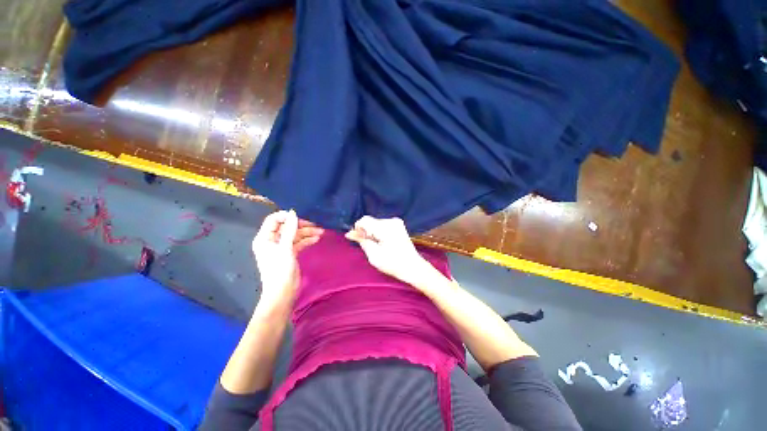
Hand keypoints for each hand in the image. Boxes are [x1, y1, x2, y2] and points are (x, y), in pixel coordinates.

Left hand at [252, 210, 322, 309]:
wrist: (283, 292)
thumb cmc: (279, 270)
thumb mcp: (285, 248)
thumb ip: (289, 230)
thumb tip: (293, 213)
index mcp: (264, 238)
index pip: (273, 220)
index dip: (286, 216)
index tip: (300, 216)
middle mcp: (272, 241)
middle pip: (286, 227)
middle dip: (301, 225)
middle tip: (315, 225)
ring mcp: (281, 247)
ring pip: (295, 235)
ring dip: (307, 233)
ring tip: (321, 232)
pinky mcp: (290, 253)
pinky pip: (298, 243)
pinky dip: (307, 240)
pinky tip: (316, 239)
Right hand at [345, 216, 432, 285]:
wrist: (413, 267)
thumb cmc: (393, 263)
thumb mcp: (373, 255)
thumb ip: (362, 241)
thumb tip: (349, 233)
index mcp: (385, 227)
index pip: (364, 220)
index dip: (358, 229)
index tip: (359, 240)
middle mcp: (391, 221)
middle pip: (370, 221)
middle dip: (366, 232)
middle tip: (370, 246)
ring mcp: (397, 222)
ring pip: (376, 223)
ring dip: (373, 232)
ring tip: (378, 246)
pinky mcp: (399, 225)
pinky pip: (383, 225)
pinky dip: (379, 232)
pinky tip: (383, 243)